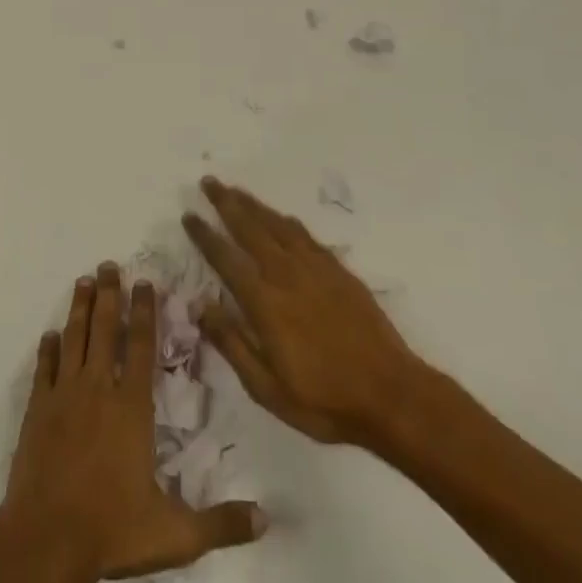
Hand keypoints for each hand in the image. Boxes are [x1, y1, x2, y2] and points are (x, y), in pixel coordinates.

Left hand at [1, 264, 266, 582]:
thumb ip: (221, 523)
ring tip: (83, 281)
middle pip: (105, 330)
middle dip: (109, 294)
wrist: (46, 541)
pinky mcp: (36, 410)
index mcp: (132, 409)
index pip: (142, 347)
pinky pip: (44, 369)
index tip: (145, 282)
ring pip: (74, 339)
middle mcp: (98, 390)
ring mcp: (63, 396)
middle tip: (108, 264)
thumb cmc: (112, 531)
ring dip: (80, 309)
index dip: (145, 312)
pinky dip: (47, 349)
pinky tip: (49, 335)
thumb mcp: (176, 535)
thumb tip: (267, 521)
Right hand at [184, 178, 437, 458]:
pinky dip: (287, 222)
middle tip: (209, 182)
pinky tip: (281, 217)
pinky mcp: (339, 272)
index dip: (205, 235)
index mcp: (264, 302)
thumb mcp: (267, 388)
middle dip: (227, 203)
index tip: (188, 215)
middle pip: (250, 228)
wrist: (392, 396)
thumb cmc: (324, 400)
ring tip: (236, 190)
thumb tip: (200, 306)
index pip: (226, 258)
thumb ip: (231, 344)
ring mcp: (316, 270)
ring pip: (277, 225)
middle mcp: (286, 275)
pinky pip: (306, 236)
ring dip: (254, 205)